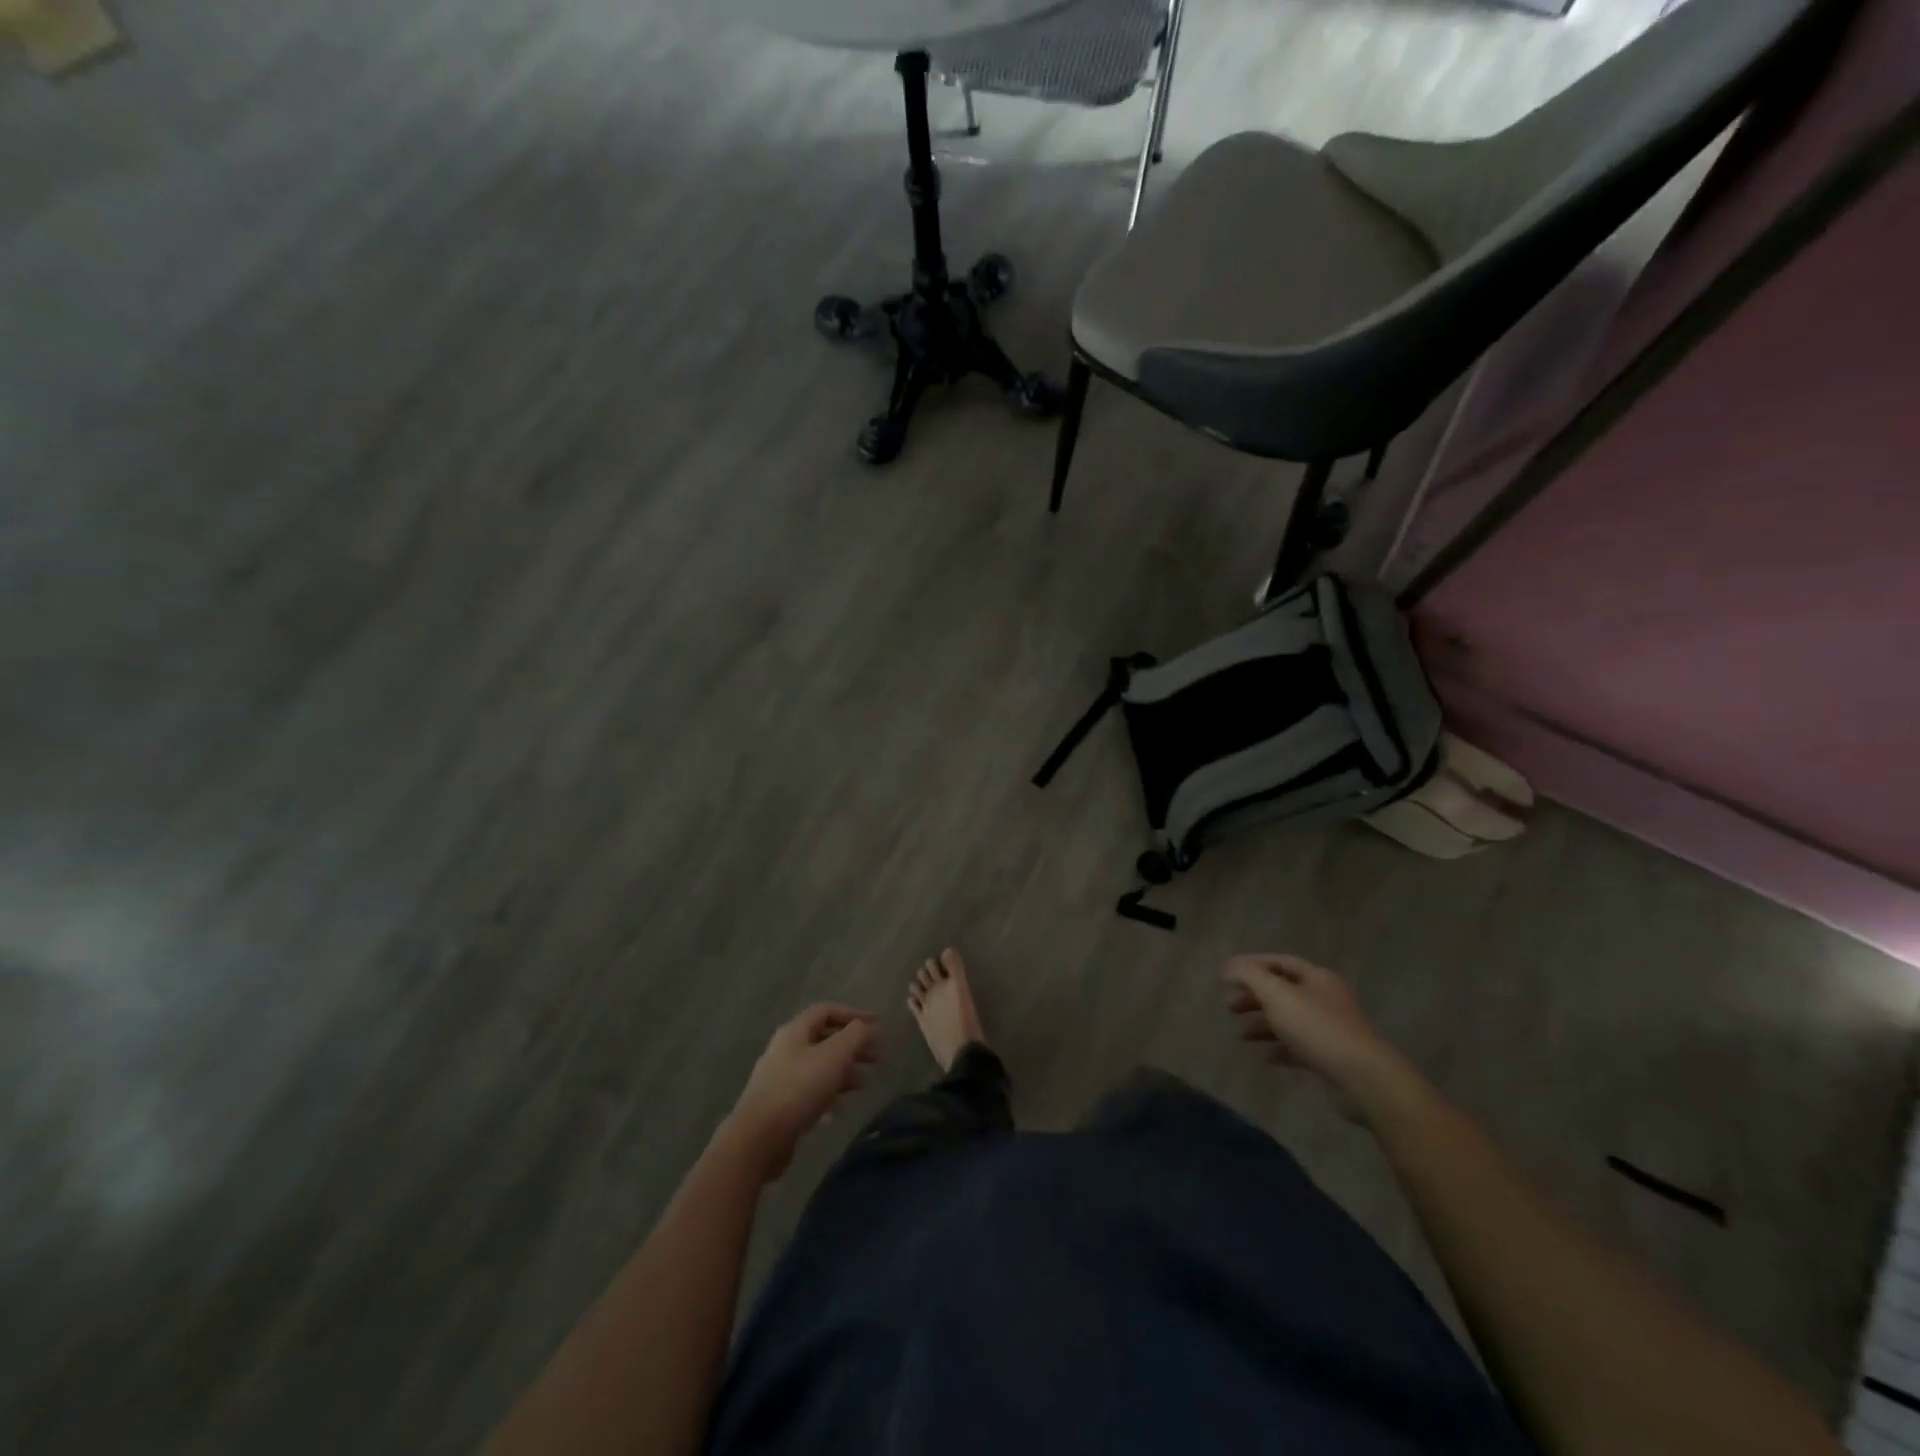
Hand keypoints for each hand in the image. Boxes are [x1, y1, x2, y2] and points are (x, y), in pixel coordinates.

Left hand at [723, 1004, 880, 1179]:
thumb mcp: (834, 1055)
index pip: (827, 1010)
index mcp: (795, 1031)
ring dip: (844, 1071)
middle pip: (824, 1038)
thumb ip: (856, 1035)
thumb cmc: (798, 1089)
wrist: (757, 1140)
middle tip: (876, 1057)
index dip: (854, 1014)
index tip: (878, 1024)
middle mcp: (785, 1049)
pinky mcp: (779, 1104)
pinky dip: (829, 1094)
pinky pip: (810, 1091)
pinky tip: (839, 1110)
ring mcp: (780, 1077)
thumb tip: (870, 1027)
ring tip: (864, 1084)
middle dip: (853, 1045)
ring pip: (819, 1066)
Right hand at [1224, 954, 1409, 1118]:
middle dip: (1253, 997)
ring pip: (1287, 1020)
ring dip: (1261, 1025)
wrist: (1361, 1077)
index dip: (1251, 965)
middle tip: (1228, 1007)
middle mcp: (1324, 999)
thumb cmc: (1316, 1027)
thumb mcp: (1277, 994)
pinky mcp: (1328, 1056)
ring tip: (1239, 1035)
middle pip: (1281, 991)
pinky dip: (1277, 1049)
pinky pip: (1296, 1047)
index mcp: (1316, 978)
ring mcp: (1328, 1029)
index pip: (1279, 962)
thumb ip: (1249, 977)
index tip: (1226, 975)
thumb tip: (1228, 969)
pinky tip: (1262, 1056)